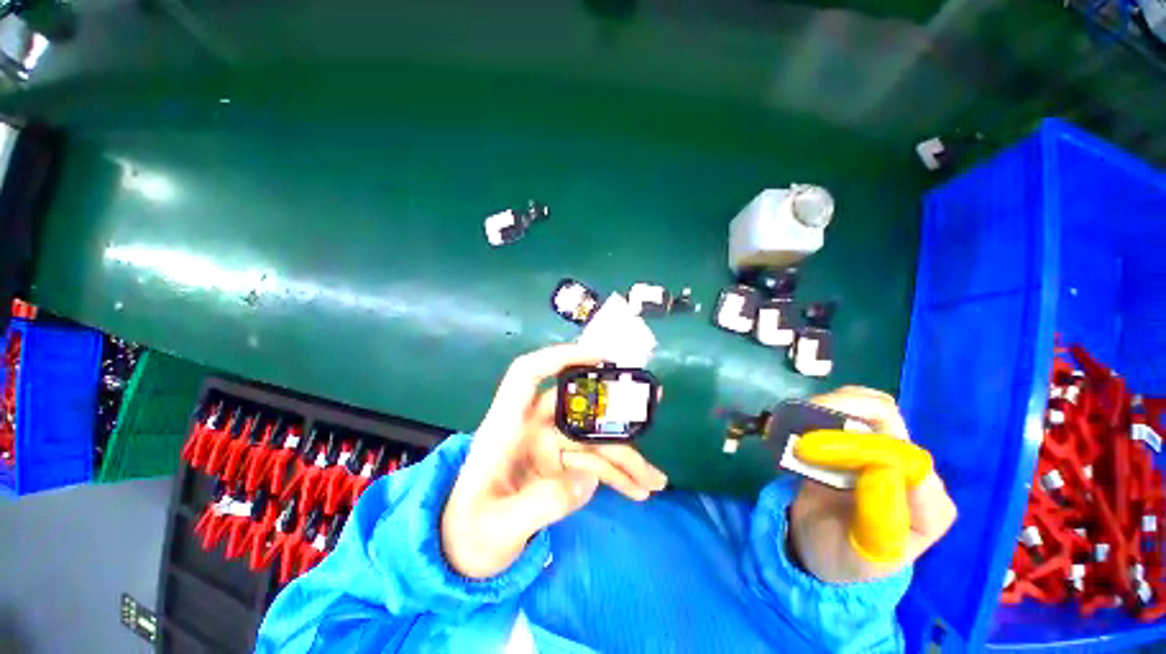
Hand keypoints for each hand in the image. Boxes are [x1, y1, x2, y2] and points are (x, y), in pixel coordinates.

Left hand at [441, 344, 668, 578]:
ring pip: (593, 440)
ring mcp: (549, 446)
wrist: (465, 550)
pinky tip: (638, 489)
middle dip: (614, 412)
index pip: (528, 374)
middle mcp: (531, 428)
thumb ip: (537, 506)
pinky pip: (595, 463)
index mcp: (505, 427)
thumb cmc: (469, 533)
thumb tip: (584, 482)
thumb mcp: (495, 528)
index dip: (560, 357)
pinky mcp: (562, 465)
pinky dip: (617, 475)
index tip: (598, 358)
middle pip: (577, 409)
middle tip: (650, 404)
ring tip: (655, 481)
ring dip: (625, 458)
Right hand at [788, 387, 956, 583]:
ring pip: (866, 405)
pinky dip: (818, 407)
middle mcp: (909, 469)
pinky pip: (843, 410)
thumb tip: (880, 469)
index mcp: (927, 504)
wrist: (822, 548)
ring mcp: (881, 450)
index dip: (869, 447)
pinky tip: (794, 420)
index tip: (819, 449)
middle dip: (843, 410)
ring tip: (794, 420)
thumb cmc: (846, 558)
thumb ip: (879, 522)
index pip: (912, 463)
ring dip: (828, 405)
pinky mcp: (855, 440)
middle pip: (887, 420)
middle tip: (801, 422)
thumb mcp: (862, 557)